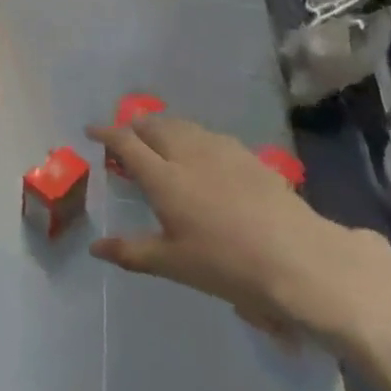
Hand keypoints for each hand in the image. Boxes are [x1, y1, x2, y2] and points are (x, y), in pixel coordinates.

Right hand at [88, 115, 374, 341]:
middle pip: (154, 126)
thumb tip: (95, 247)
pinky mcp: (248, 156)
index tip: (91, 131)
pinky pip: (209, 135)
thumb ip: (131, 251)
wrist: (299, 259)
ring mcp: (221, 151)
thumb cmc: (227, 265)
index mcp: (163, 178)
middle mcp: (188, 154)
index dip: (106, 133)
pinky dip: (192, 136)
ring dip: (163, 127)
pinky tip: (200, 152)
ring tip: (157, 139)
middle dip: (134, 126)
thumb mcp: (173, 264)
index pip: (126, 143)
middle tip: (125, 137)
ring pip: (183, 126)